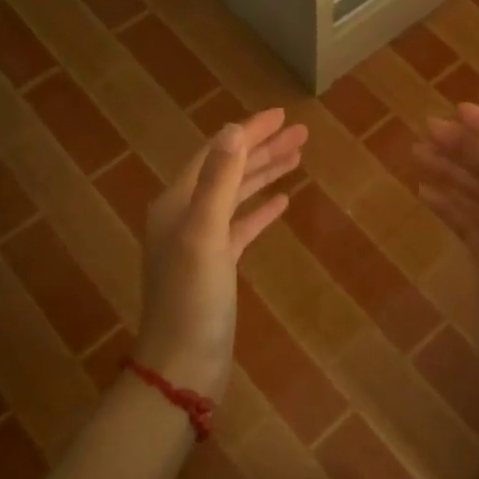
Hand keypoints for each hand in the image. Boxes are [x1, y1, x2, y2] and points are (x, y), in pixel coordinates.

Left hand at [134, 108, 307, 398]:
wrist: (182, 364)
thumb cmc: (193, 298)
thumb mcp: (204, 233)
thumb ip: (219, 180)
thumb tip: (234, 130)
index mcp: (177, 202)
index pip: (217, 153)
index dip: (249, 132)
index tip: (282, 114)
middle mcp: (186, 215)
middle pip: (229, 170)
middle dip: (263, 149)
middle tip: (301, 133)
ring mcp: (202, 241)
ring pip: (237, 196)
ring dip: (265, 174)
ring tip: (298, 156)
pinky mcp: (217, 265)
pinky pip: (242, 226)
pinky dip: (260, 210)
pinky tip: (283, 202)